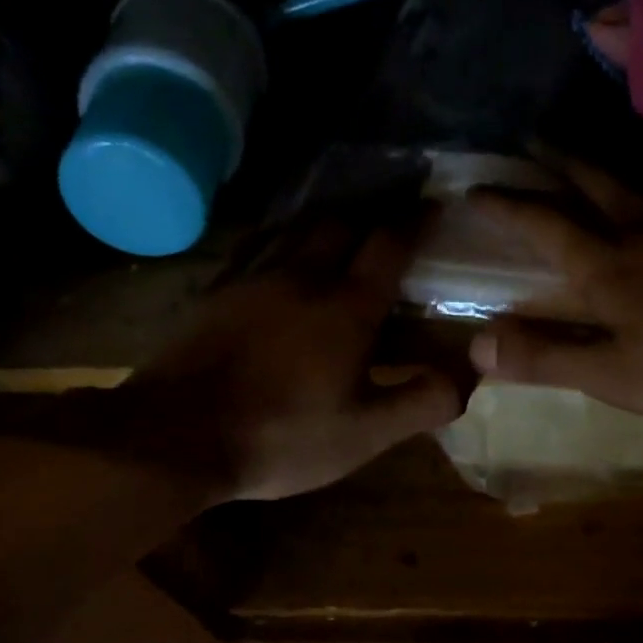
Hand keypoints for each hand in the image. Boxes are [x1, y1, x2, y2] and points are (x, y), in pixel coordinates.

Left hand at [99, 222, 466, 500]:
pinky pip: (259, 252)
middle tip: (387, 229)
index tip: (436, 205)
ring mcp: (251, 281)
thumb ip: (420, 403)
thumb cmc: (282, 436)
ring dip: (326, 229)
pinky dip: (284, 249)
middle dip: (370, 219)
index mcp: (345, 307)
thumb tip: (467, 377)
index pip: (390, 245)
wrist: (175, 437)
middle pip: (341, 224)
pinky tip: (281, 271)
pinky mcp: (215, 295)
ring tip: (340, 241)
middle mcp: (301, 278)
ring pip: (296, 232)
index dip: (418, 222)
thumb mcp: (364, 434)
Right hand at [467, 155, 642, 420]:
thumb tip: (476, 346)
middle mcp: (640, 226)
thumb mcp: (615, 374)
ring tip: (583, 152)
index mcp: (605, 263)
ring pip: (633, 176)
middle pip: (589, 177)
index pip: (541, 223)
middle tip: (531, 136)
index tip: (474, 187)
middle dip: (554, 156)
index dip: (504, 205)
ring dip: (599, 160)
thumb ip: (547, 357)